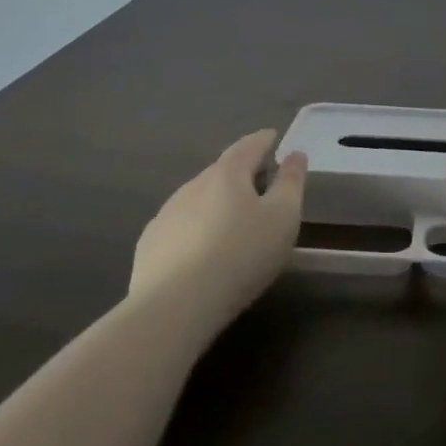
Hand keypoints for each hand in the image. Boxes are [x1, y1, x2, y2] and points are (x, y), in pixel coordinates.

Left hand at [129, 129, 306, 326]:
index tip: (274, 138)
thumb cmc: (241, 255)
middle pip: (222, 171)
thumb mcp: (283, 217)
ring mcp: (166, 214)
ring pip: (198, 198)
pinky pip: (180, 225)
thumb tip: (295, 154)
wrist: (175, 306)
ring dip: (217, 202)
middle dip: (241, 172)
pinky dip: (196, 227)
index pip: (248, 145)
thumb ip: (291, 182)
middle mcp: (192, 185)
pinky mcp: (150, 244)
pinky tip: (202, 250)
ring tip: (233, 220)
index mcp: (226, 173)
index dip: (264, 140)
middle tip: (260, 182)